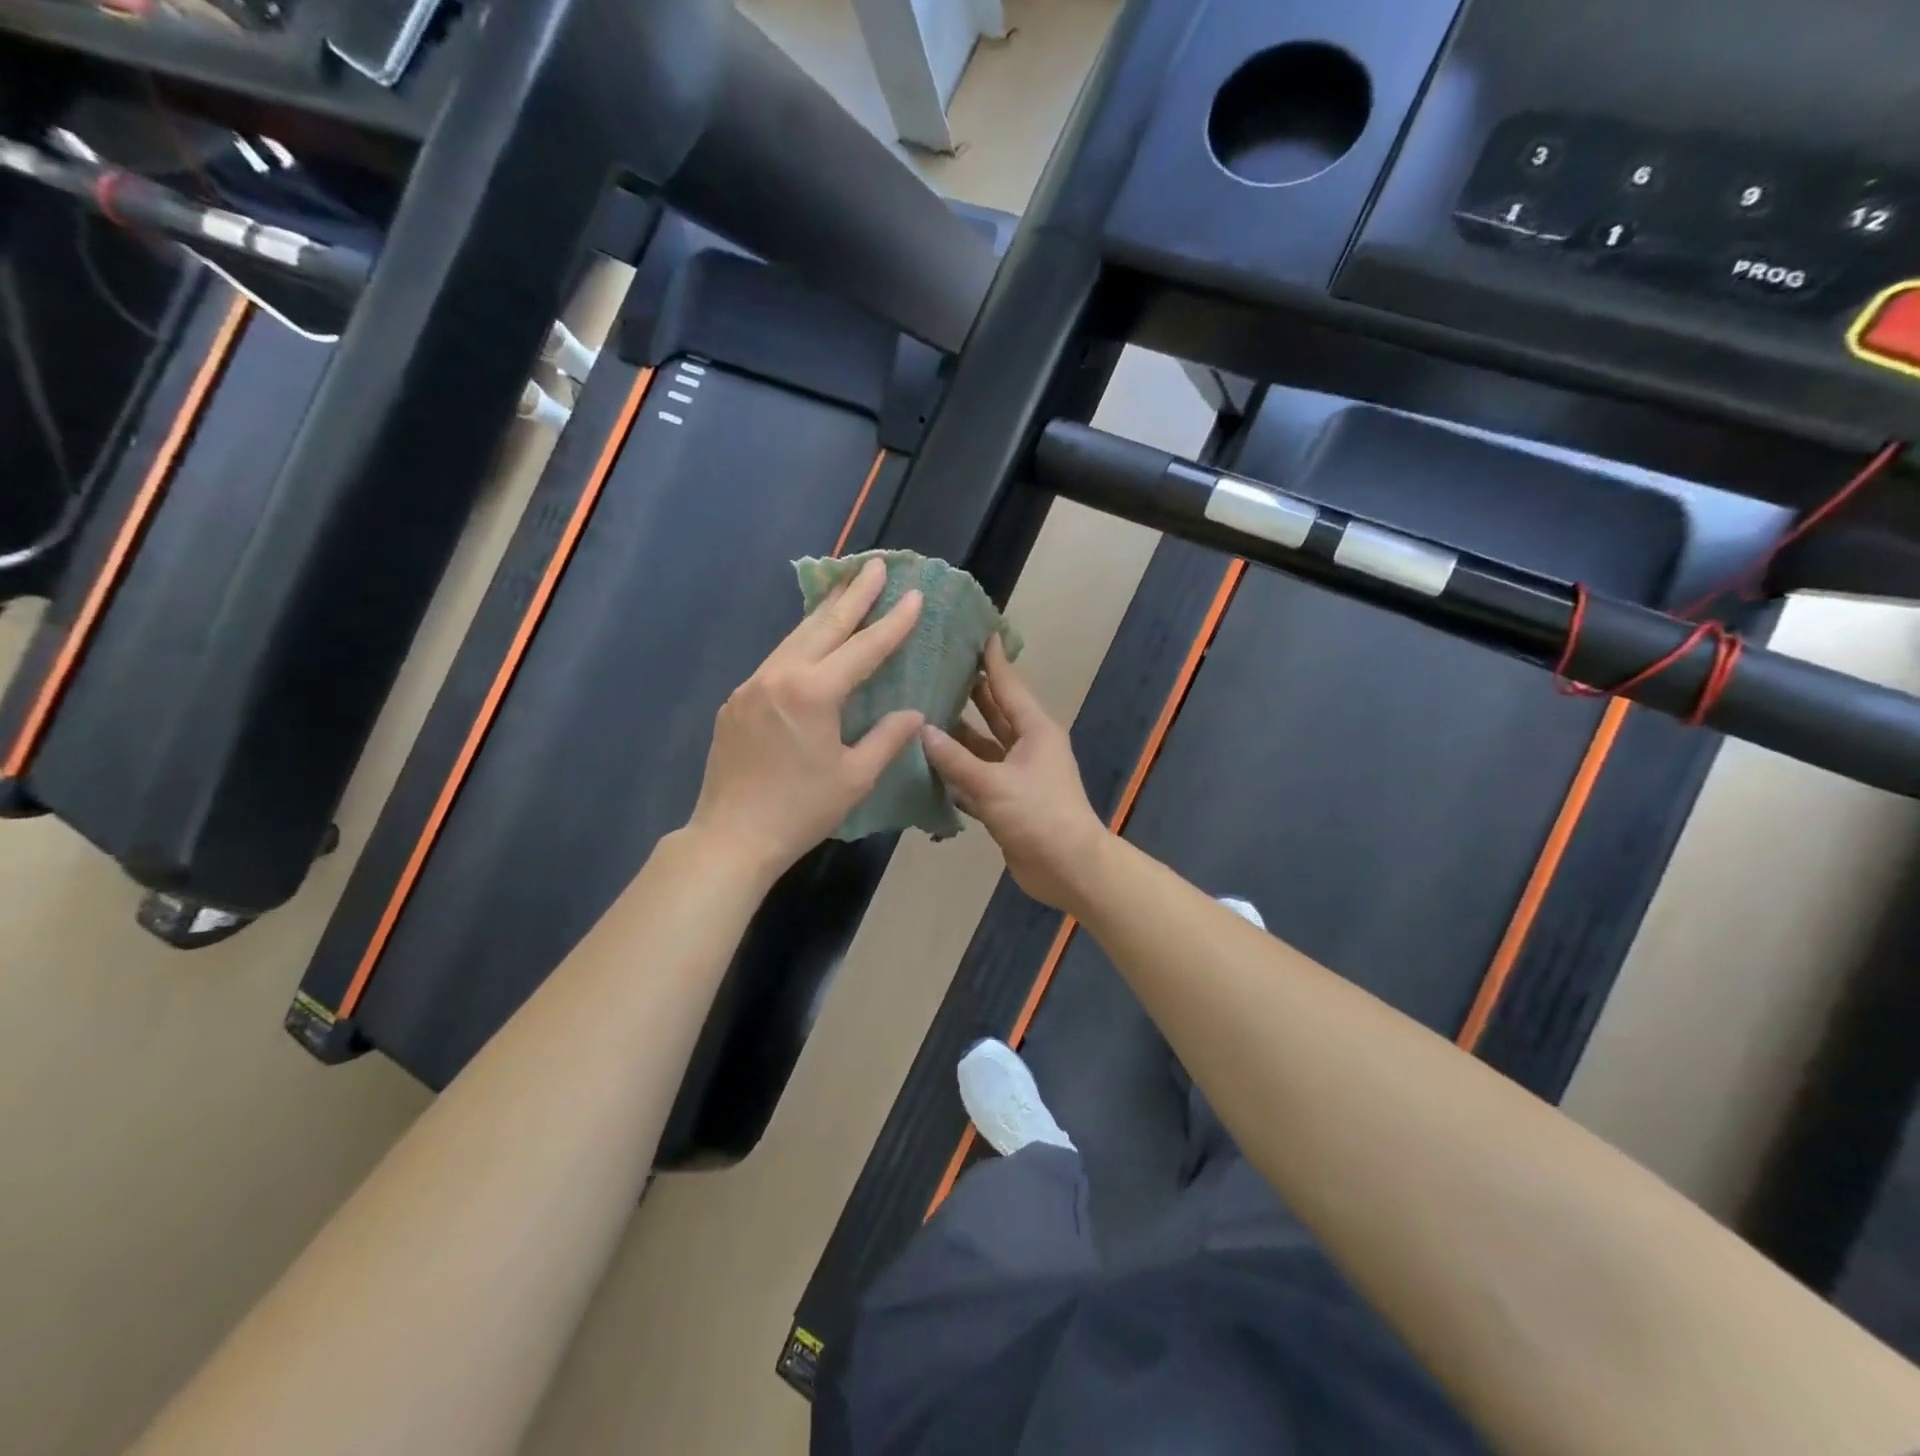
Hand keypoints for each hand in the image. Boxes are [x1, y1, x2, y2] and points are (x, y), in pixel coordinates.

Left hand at [689, 558, 924, 880]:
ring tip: (848, 588)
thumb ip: (887, 738)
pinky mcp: (737, 701)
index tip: (913, 594)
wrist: (732, 836)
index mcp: (813, 693)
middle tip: (877, 565)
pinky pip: (776, 660)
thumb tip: (913, 713)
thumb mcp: (855, 777)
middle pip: (824, 626)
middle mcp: (780, 677)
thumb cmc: (801, 811)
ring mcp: (752, 685)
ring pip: (795, 638)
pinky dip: (801, 642)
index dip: (892, 622)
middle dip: (855, 594)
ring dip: (825, 612)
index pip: (863, 648)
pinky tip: (812, 641)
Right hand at [920, 636, 1111, 912]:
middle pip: (993, 712)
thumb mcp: (994, 784)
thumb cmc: (1038, 815)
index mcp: (1034, 730)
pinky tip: (927, 763)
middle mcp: (1026, 745)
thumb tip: (922, 730)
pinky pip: (976, 777)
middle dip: (968, 692)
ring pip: (981, 746)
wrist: (1068, 868)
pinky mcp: (1006, 800)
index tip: (974, 631)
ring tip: (921, 711)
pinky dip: (956, 771)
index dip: (990, 660)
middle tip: (935, 668)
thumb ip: (955, 759)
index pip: (1007, 685)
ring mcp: (1016, 774)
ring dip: (957, 734)